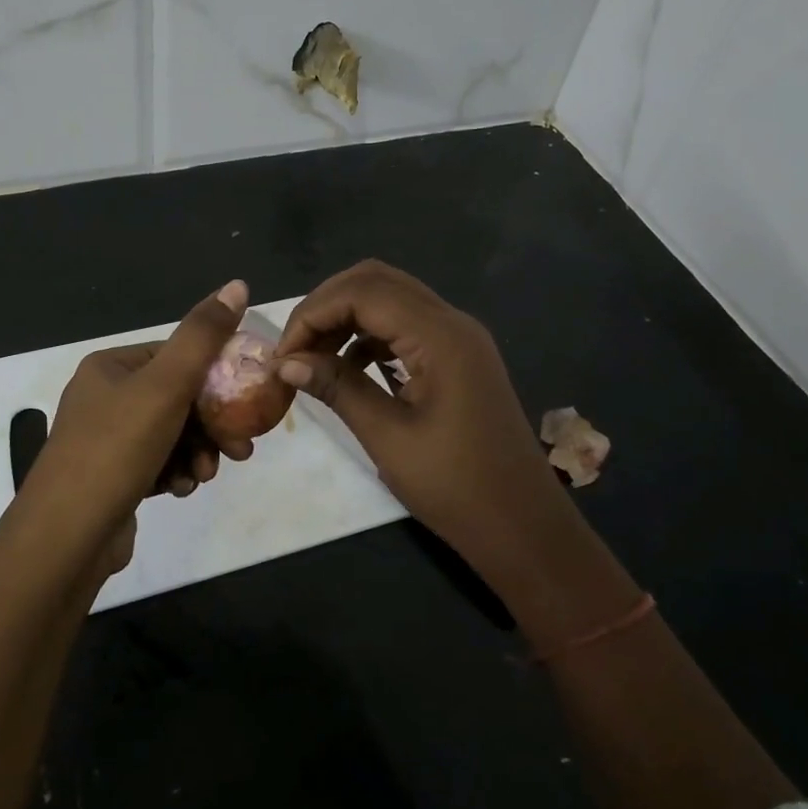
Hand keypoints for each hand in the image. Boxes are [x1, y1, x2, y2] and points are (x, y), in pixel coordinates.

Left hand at [14, 280, 249, 571]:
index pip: (176, 356)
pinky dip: (177, 472)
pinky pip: (157, 463)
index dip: (216, 377)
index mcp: (110, 367)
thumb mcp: (166, 384)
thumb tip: (237, 285)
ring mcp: (105, 441)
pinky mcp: (112, 478)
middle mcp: (104, 397)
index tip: (248, 401)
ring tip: (206, 475)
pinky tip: (183, 489)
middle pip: (178, 398)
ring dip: (198, 452)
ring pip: (172, 434)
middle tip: (241, 449)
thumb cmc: (117, 449)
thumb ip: (203, 335)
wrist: (66, 538)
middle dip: (211, 424)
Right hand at [271, 261, 575, 570]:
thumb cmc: (456, 487)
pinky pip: (406, 326)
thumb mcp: (388, 437)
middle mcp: (452, 322)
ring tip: (313, 359)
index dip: (313, 314)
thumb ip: (338, 388)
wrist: (524, 527)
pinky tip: (348, 367)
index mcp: (440, 336)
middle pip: (377, 281)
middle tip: (295, 348)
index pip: (363, 292)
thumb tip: (286, 363)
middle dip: (327, 305)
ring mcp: (459, 338)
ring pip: (391, 299)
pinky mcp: (458, 357)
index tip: (283, 356)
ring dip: (347, 318)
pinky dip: (370, 335)